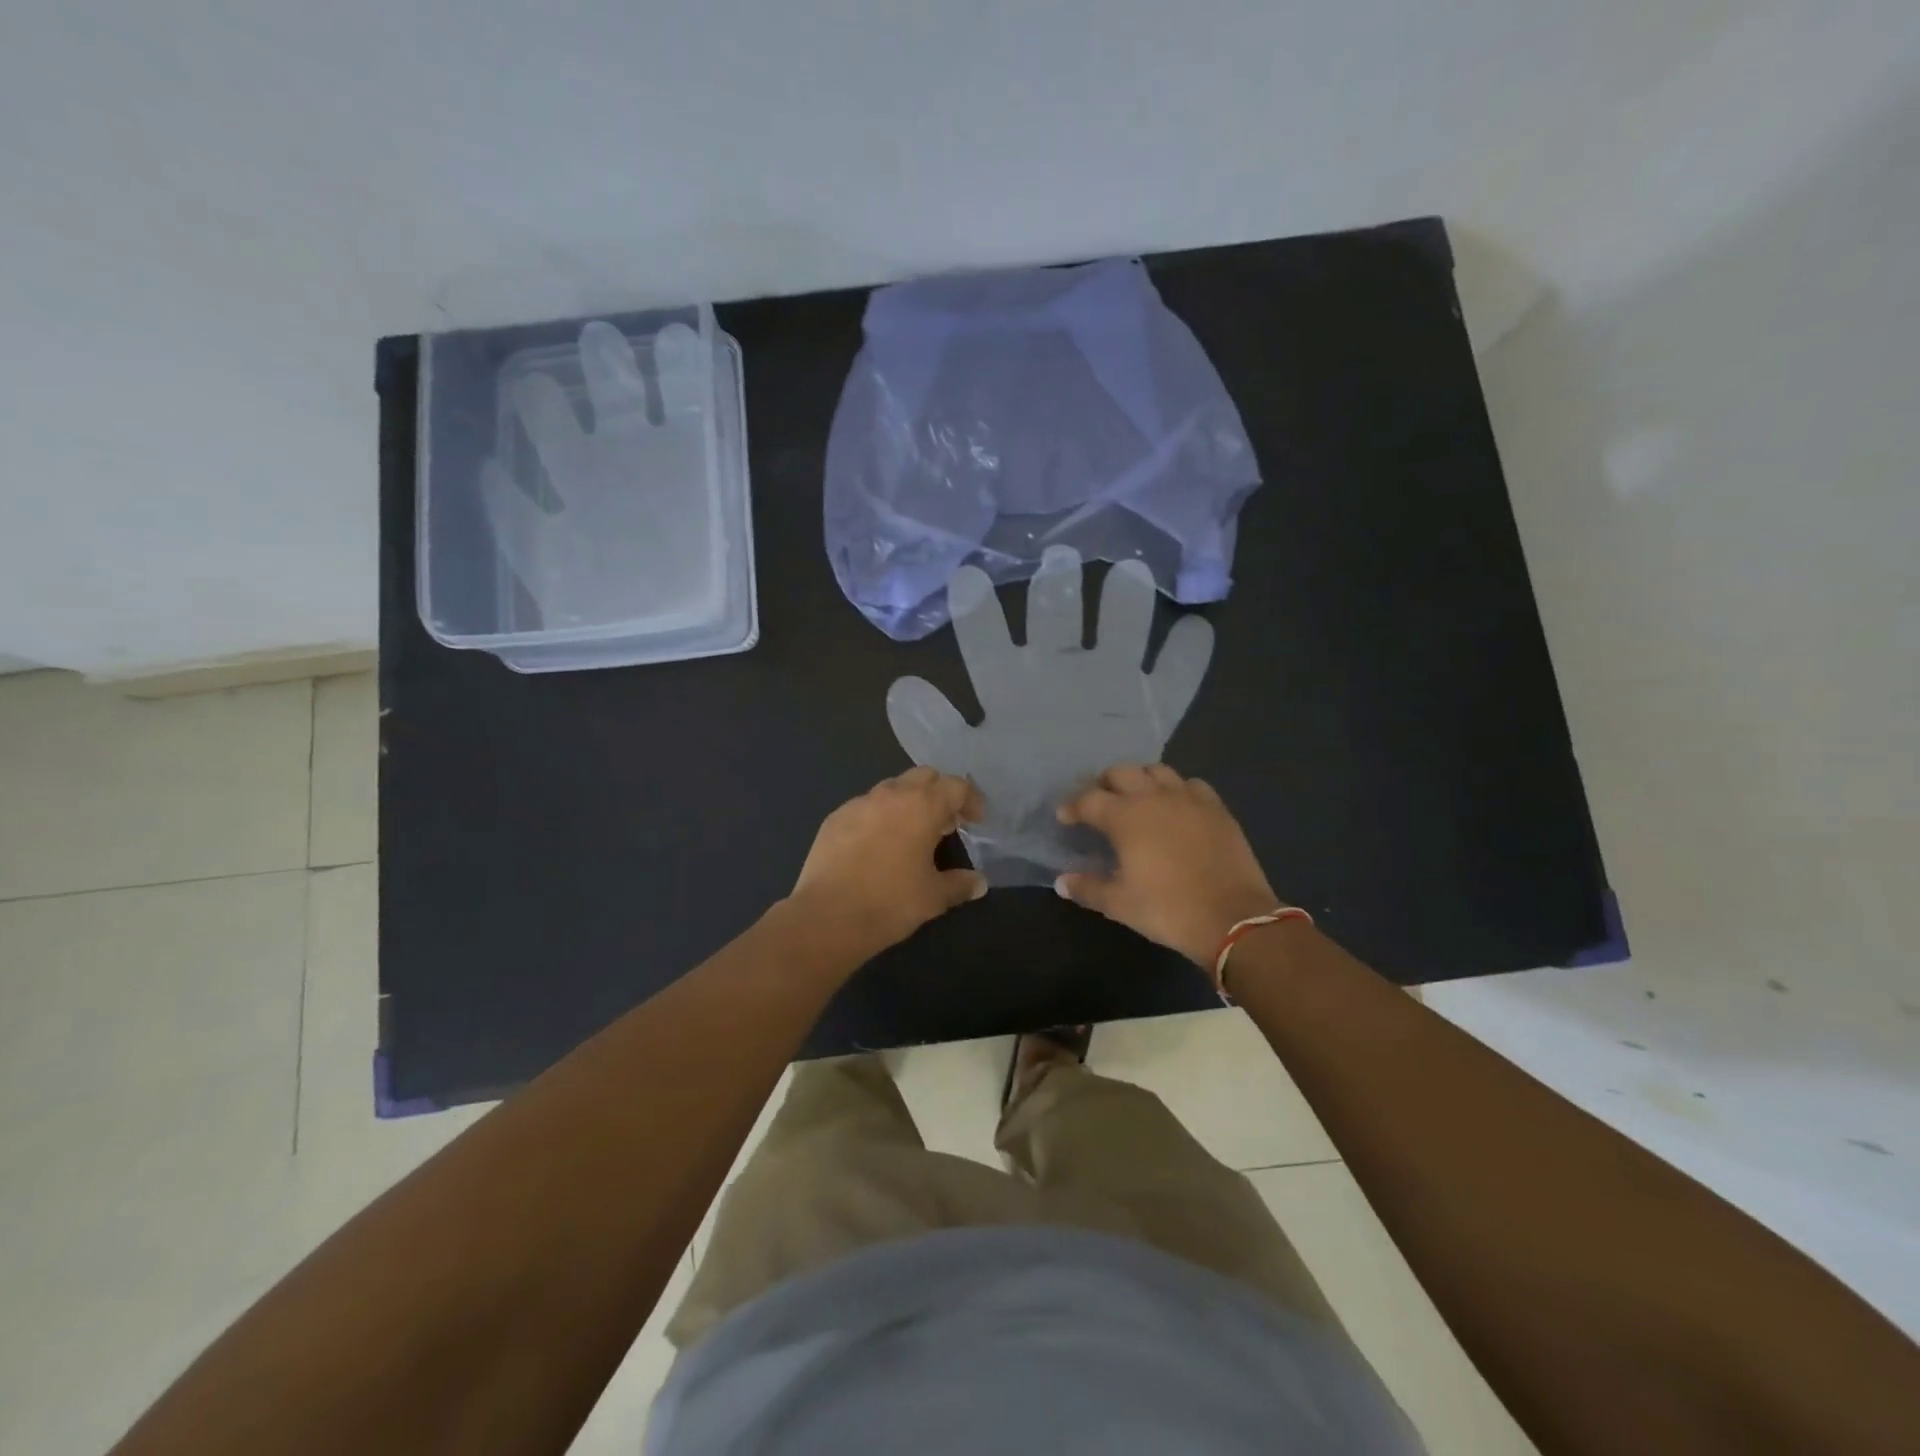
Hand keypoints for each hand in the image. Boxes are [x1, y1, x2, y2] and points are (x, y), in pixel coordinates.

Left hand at [789, 767, 986, 957]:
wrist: (827, 917)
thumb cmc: (890, 902)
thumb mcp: (933, 897)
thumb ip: (960, 884)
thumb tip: (979, 883)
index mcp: (922, 806)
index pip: (956, 786)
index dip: (971, 801)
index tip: (976, 822)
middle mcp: (891, 794)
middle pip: (924, 777)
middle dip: (939, 794)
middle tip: (946, 824)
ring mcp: (859, 803)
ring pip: (892, 788)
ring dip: (908, 802)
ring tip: (912, 834)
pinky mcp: (835, 818)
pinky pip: (866, 806)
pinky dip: (880, 816)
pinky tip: (877, 845)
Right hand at [1056, 765, 1283, 965]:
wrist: (1233, 917)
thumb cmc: (1168, 909)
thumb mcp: (1120, 904)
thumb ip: (1087, 888)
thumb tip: (1061, 882)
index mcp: (1125, 816)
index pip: (1088, 799)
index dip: (1072, 806)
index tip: (1065, 817)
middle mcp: (1154, 796)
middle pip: (1121, 772)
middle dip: (1104, 783)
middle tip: (1099, 803)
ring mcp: (1188, 798)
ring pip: (1157, 770)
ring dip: (1140, 779)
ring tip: (1136, 798)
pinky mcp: (1216, 807)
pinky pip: (1191, 784)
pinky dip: (1177, 789)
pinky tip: (1176, 806)